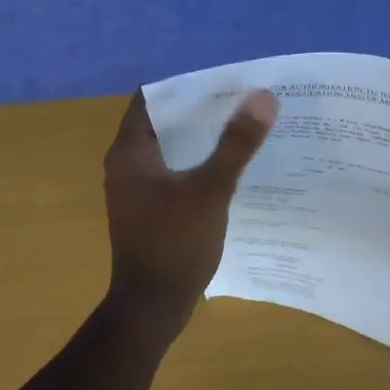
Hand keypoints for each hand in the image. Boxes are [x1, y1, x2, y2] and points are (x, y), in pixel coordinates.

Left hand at [103, 88, 277, 322]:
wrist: (152, 306)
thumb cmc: (175, 243)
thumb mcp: (211, 189)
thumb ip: (236, 143)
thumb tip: (263, 97)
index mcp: (130, 152)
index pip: (151, 99)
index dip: (185, 87)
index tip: (222, 83)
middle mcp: (126, 166)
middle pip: (162, 123)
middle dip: (199, 112)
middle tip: (240, 102)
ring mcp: (135, 191)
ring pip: (170, 151)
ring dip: (200, 139)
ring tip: (240, 129)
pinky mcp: (148, 211)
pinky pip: (173, 175)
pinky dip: (196, 165)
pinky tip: (228, 169)